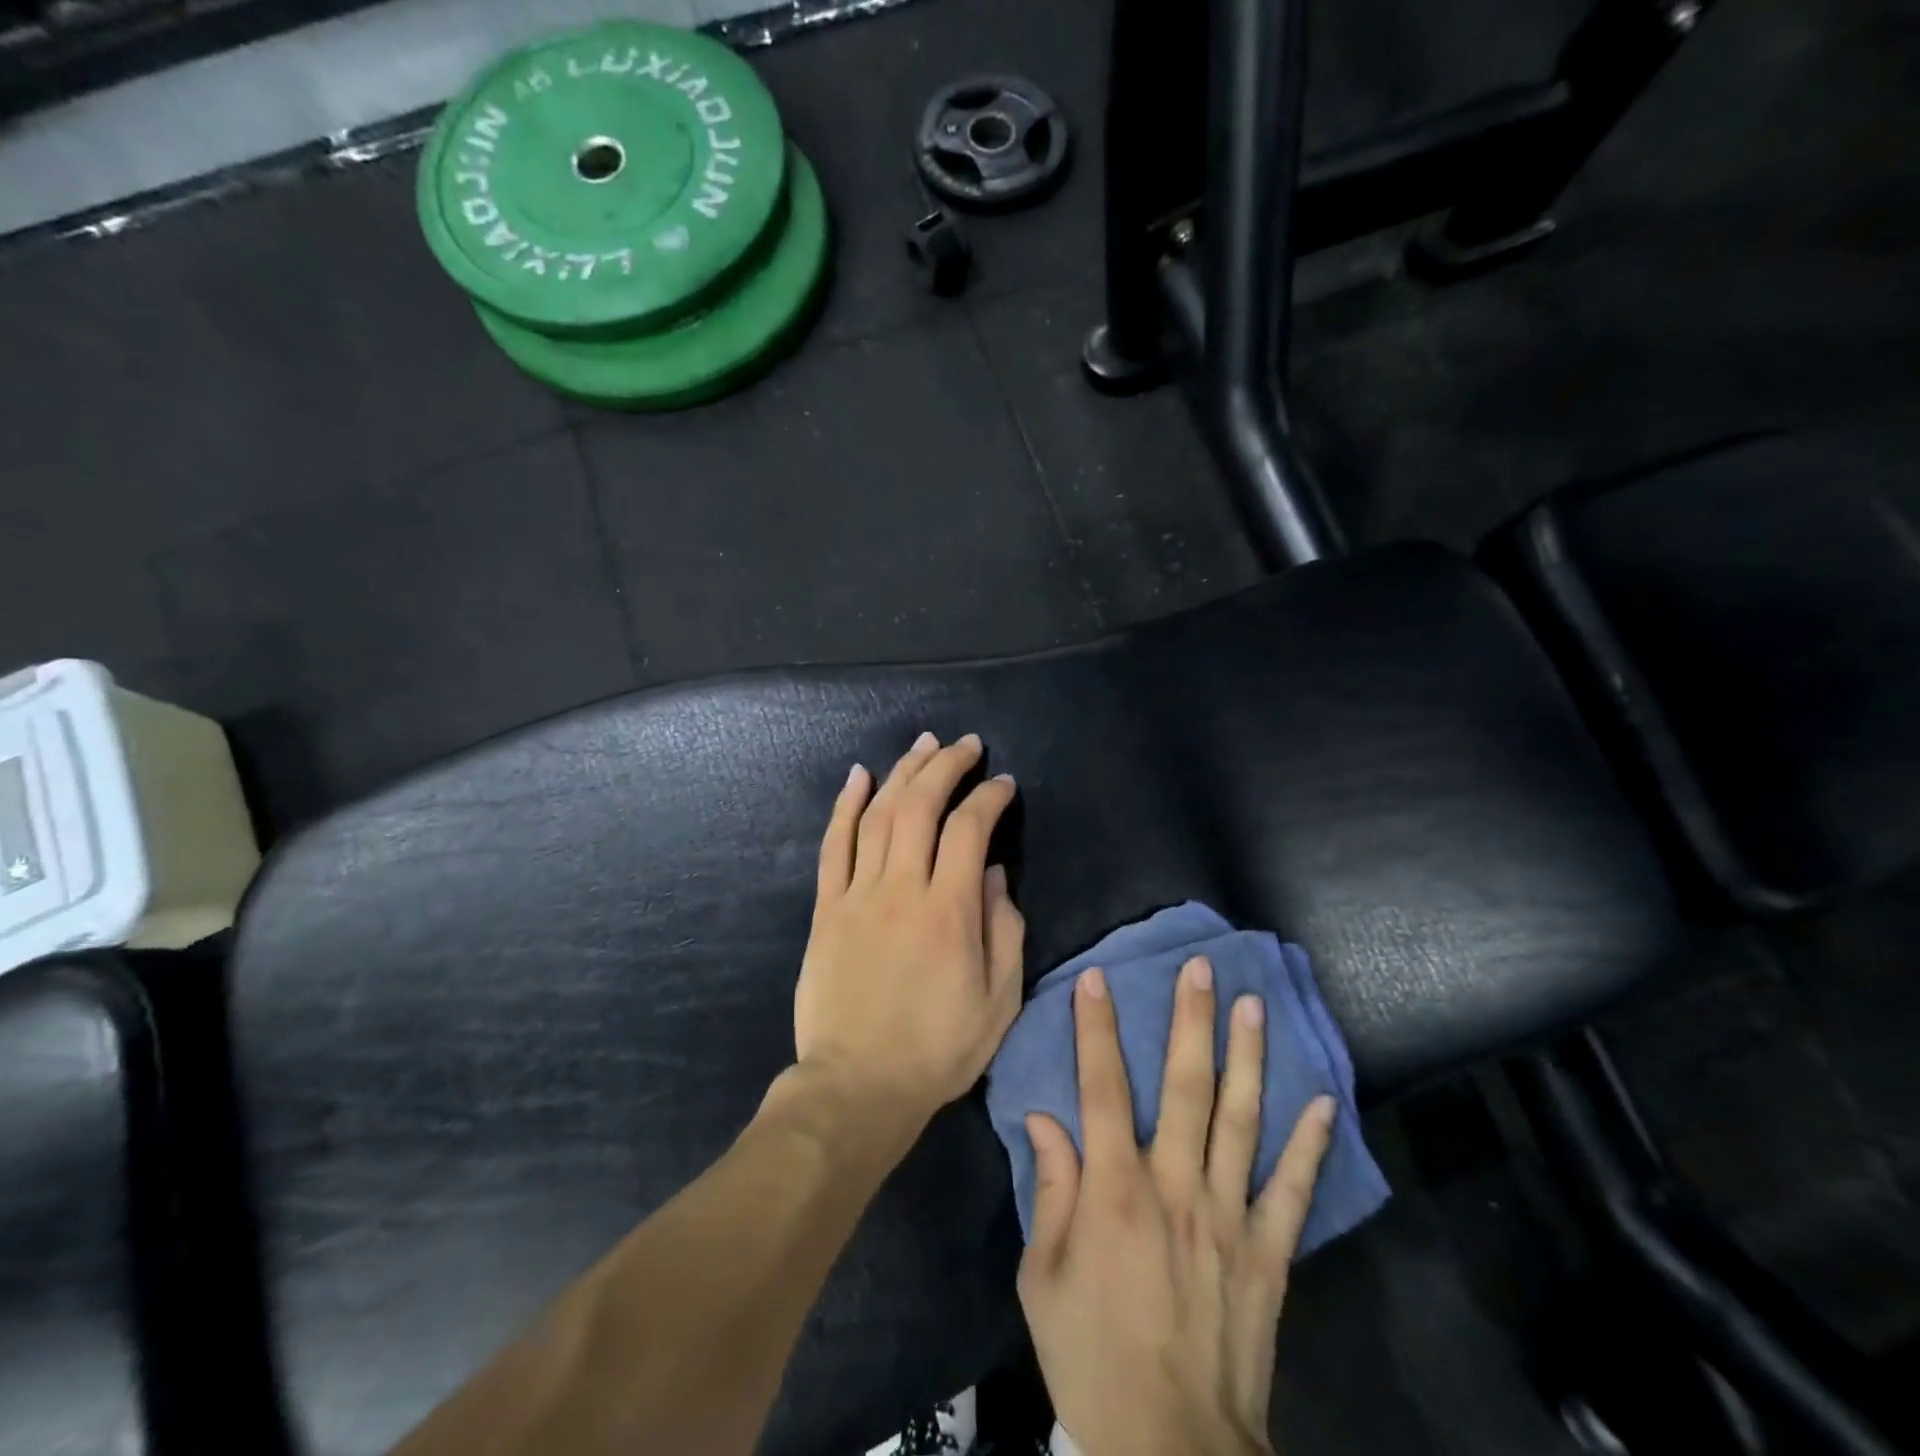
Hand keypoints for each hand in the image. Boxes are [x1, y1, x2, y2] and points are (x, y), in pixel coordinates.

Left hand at [793, 732, 1024, 1130]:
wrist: (857, 1086)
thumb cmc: (938, 1049)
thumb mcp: (998, 1001)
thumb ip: (1004, 930)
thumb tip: (997, 873)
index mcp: (949, 912)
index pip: (970, 830)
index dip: (989, 798)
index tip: (1003, 784)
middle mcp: (901, 889)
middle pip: (920, 807)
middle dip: (946, 767)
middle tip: (965, 745)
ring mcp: (857, 895)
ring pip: (878, 815)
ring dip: (902, 773)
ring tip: (923, 745)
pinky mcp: (826, 908)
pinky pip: (834, 845)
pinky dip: (846, 805)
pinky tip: (859, 775)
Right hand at [1018, 959, 1335, 1455]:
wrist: (1169, 1451)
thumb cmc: (1089, 1355)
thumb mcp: (1043, 1276)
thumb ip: (1050, 1190)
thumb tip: (1044, 1119)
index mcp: (1114, 1190)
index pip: (1102, 1088)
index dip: (1097, 1029)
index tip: (1097, 979)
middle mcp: (1175, 1187)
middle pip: (1185, 1087)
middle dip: (1190, 1021)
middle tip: (1200, 968)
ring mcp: (1228, 1218)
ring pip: (1241, 1121)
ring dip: (1248, 1058)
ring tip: (1254, 1005)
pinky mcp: (1267, 1255)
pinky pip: (1292, 1192)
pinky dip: (1308, 1145)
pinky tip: (1321, 1101)